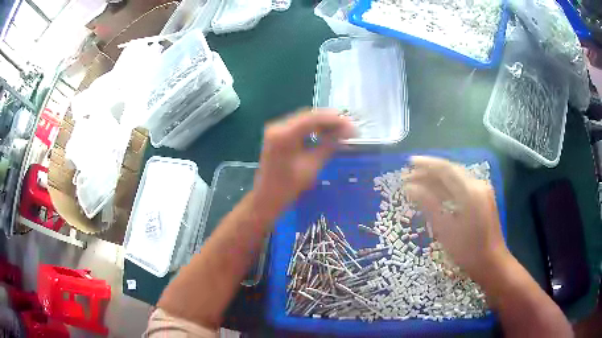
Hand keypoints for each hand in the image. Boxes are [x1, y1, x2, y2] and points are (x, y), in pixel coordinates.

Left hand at [254, 109, 354, 209]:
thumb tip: (347, 131)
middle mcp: (278, 126)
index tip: (352, 125)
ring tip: (342, 129)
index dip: (335, 120)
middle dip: (330, 120)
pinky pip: (299, 126)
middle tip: (350, 126)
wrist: (266, 198)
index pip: (313, 118)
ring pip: (305, 119)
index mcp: (284, 134)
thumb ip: (329, 145)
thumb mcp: (312, 166)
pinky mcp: (277, 135)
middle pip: (308, 116)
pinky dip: (313, 128)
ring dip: (323, 123)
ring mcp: (276, 129)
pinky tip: (326, 133)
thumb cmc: (288, 187)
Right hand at [404, 156, 509, 277]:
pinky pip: (463, 186)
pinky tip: (437, 193)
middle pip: (451, 171)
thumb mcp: (446, 230)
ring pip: (457, 178)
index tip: (409, 163)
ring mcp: (482, 191)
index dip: (426, 164)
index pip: (446, 169)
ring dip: (438, 179)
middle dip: (430, 171)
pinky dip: (448, 187)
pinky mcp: (484, 198)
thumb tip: (410, 188)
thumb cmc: (468, 251)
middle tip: (410, 176)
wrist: (492, 263)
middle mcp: (478, 185)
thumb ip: (429, 205)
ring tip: (419, 183)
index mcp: (470, 191)